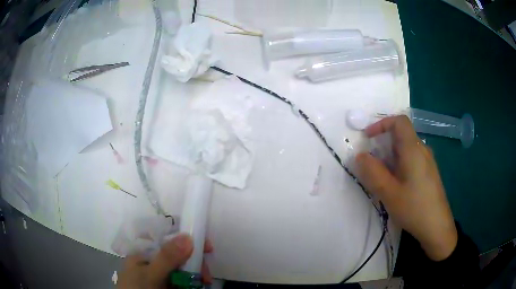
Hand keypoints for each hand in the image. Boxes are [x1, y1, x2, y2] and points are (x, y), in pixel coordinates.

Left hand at [117, 234, 212, 288]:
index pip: (164, 237)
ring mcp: (162, 275)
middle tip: (206, 271)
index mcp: (144, 253)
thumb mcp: (150, 274)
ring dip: (197, 271)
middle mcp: (154, 262)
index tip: (203, 243)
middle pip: (178, 253)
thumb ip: (167, 257)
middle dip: (195, 260)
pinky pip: (185, 279)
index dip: (184, 237)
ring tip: (205, 280)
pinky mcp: (169, 285)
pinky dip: (194, 281)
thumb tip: (188, 236)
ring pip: (184, 267)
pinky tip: (200, 284)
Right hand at [355, 116, 457, 260]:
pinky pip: (411, 159)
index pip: (399, 121)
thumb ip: (372, 172)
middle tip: (371, 164)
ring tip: (382, 178)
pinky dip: (398, 164)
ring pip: (406, 149)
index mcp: (413, 149)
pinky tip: (396, 184)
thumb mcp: (389, 193)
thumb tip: (360, 155)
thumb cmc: (414, 208)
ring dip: (390, 156)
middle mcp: (422, 150)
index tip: (368, 138)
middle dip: (383, 144)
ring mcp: (427, 161)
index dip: (381, 124)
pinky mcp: (429, 172)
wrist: (437, 227)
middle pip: (401, 135)